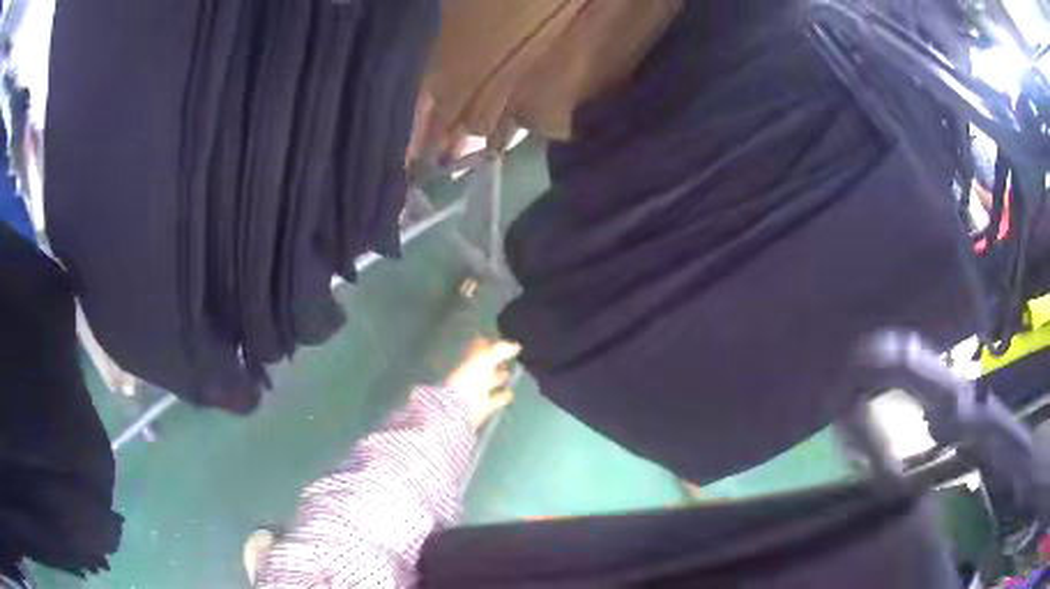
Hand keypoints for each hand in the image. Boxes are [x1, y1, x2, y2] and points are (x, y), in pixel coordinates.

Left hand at [446, 339, 520, 429]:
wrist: (459, 409)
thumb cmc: (470, 381)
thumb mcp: (485, 361)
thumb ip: (500, 351)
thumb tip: (516, 345)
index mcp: (471, 362)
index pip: (480, 349)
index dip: (489, 345)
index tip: (501, 344)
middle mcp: (473, 375)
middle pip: (486, 366)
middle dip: (496, 362)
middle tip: (508, 360)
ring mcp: (478, 391)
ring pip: (491, 382)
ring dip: (499, 378)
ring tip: (509, 375)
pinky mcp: (484, 407)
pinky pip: (495, 400)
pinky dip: (503, 396)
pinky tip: (510, 394)